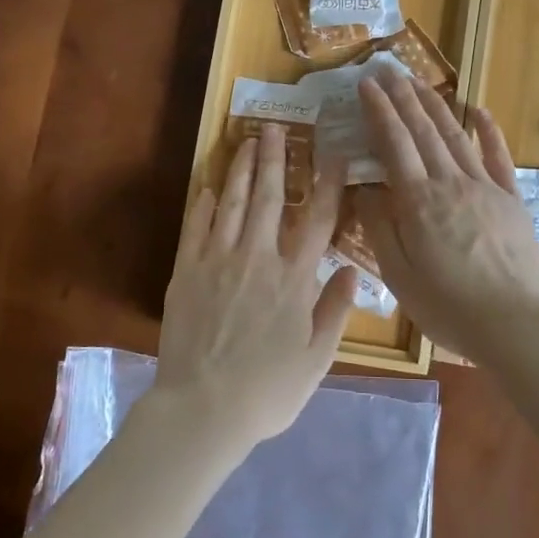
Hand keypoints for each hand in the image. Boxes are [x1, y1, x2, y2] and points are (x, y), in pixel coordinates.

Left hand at [154, 123, 357, 455]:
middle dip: (274, 159)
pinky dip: (203, 204)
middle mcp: (257, 258)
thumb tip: (351, 270)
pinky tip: (208, 187)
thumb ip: (335, 310)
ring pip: (231, 203)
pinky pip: (196, 227)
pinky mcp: (187, 272)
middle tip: (274, 128)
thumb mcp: (317, 359)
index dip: (326, 184)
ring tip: (246, 143)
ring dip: (239, 169)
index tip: (331, 155)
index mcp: (293, 279)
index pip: (316, 220)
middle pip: (267, 197)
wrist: (203, 409)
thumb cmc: (268, 390)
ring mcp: (218, 261)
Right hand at [354, 73, 538, 360]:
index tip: (366, 85)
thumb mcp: (399, 274)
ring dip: (436, 106)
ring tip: (419, 83)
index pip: (395, 144)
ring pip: (456, 136)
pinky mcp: (512, 199)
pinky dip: (488, 131)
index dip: (379, 112)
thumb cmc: (449, 306)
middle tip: (388, 71)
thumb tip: (362, 188)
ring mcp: (486, 187)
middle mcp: (451, 183)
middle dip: (404, 98)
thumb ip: (380, 227)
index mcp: (419, 201)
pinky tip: (479, 110)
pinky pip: (498, 157)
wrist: (515, 325)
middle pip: (424, 131)